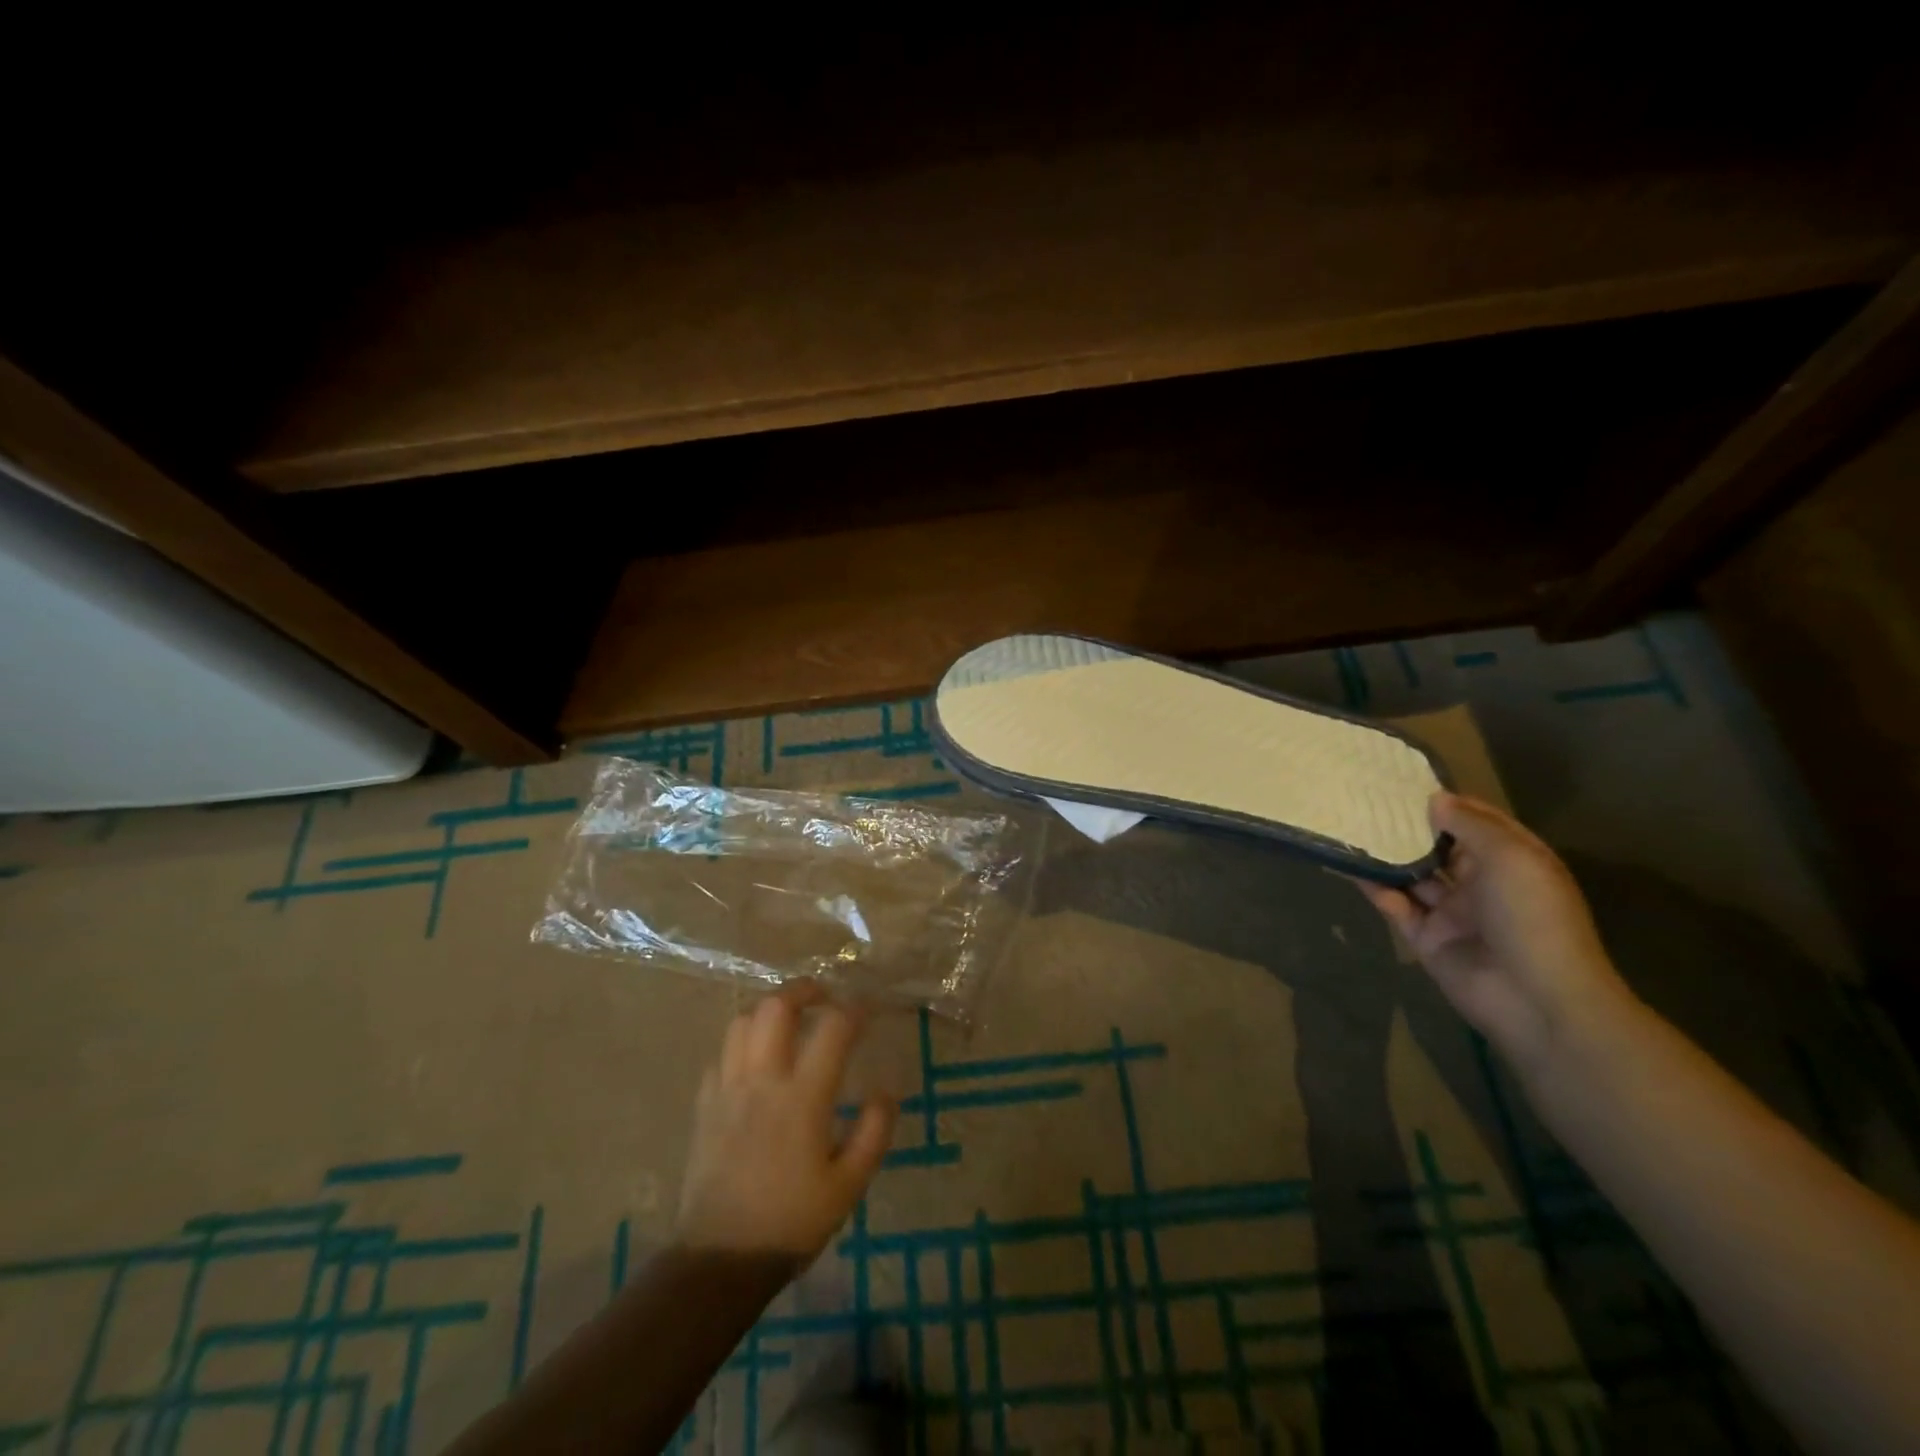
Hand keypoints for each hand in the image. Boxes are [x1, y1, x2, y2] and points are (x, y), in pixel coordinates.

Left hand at [676, 983, 898, 1261]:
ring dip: (768, 1010)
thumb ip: (873, 1132)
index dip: (855, 1010)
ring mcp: (728, 1089)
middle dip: (803, 989)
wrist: (721, 1261)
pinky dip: (742, 1043)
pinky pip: (721, 1054)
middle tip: (823, 995)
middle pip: (776, 1007)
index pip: (833, 1028)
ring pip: (742, 1021)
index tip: (869, 1009)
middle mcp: (763, 1080)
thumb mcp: (849, 1185)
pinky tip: (755, 1059)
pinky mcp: (705, 1106)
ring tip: (788, 1019)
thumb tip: (886, 1090)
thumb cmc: (792, 1222)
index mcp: (803, 1096)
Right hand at [1356, 792, 1632, 1072]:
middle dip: (1408, 827)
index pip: (1475, 822)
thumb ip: (1469, 825)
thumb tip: (1434, 800)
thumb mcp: (1511, 857)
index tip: (1404, 782)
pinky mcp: (1426, 937)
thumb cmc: (1532, 917)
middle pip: (1439, 848)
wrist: (1536, 999)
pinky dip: (1373, 887)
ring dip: (1386, 855)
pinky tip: (1347, 865)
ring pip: (1413, 876)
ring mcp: (1453, 912)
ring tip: (1349, 826)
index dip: (1445, 803)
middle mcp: (1482, 883)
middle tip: (1365, 800)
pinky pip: (1395, 905)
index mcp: (1513, 861)